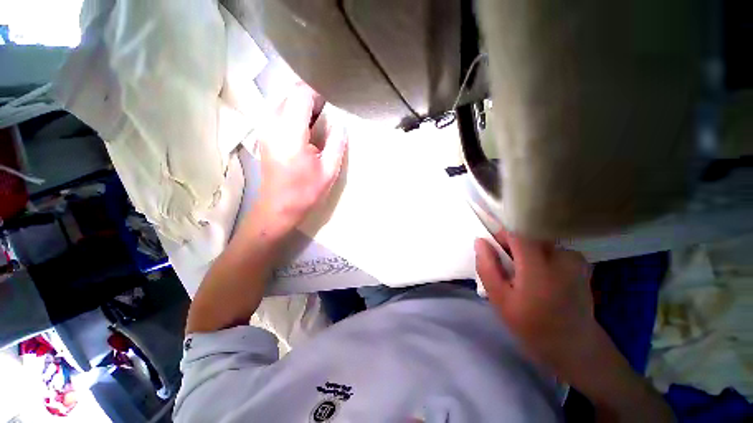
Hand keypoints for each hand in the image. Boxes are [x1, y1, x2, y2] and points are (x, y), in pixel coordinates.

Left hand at [254, 84, 346, 236]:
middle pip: (290, 94)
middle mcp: (272, 125)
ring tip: (320, 119)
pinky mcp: (264, 134)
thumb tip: (341, 123)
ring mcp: (265, 128)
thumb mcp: (329, 171)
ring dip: (303, 104)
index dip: (318, 92)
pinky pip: (279, 111)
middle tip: (330, 111)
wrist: (278, 207)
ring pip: (284, 100)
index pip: (301, 95)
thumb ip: (337, 143)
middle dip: (311, 97)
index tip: (333, 100)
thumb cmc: (306, 192)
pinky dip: (294, 112)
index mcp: (290, 134)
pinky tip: (307, 127)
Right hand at [474, 231, 600, 382]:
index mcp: (539, 267)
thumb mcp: (500, 299)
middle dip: (512, 245)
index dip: (501, 235)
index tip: (494, 249)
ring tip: (524, 275)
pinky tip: (541, 277)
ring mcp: (575, 259)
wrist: (575, 347)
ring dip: (526, 252)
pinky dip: (541, 256)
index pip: (516, 232)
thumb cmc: (532, 326)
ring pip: (539, 242)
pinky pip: (552, 249)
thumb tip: (480, 241)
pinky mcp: (581, 263)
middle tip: (507, 267)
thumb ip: (487, 267)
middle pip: (528, 235)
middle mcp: (561, 257)